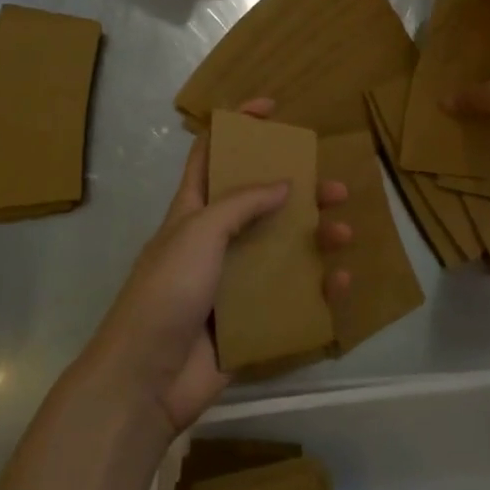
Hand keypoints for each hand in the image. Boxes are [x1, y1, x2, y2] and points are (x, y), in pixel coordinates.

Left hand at [86, 99, 351, 434]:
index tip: (271, 108)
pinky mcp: (250, 318)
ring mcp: (233, 281)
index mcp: (193, 212)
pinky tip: (340, 282)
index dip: (236, 127)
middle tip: (334, 187)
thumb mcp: (198, 233)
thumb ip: (241, 204)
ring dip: (316, 237)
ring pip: (283, 248)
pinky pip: (292, 296)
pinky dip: (319, 287)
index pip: (211, 155)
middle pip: (261, 202)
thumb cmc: (166, 292)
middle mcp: (215, 241)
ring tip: (344, 232)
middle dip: (299, 189)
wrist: (145, 381)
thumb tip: (285, 184)